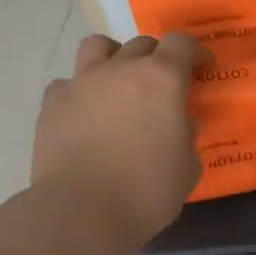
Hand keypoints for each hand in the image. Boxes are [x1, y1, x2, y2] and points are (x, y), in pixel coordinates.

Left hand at [31, 33, 204, 244]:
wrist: (82, 211)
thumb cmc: (146, 191)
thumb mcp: (187, 166)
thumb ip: (186, 135)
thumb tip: (179, 122)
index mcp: (162, 79)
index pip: (181, 44)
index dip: (195, 53)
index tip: (202, 68)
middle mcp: (121, 69)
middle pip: (142, 44)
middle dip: (157, 58)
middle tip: (162, 85)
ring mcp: (82, 82)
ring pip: (98, 46)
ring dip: (113, 58)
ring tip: (118, 83)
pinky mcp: (53, 102)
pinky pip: (68, 83)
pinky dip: (80, 92)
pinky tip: (84, 114)